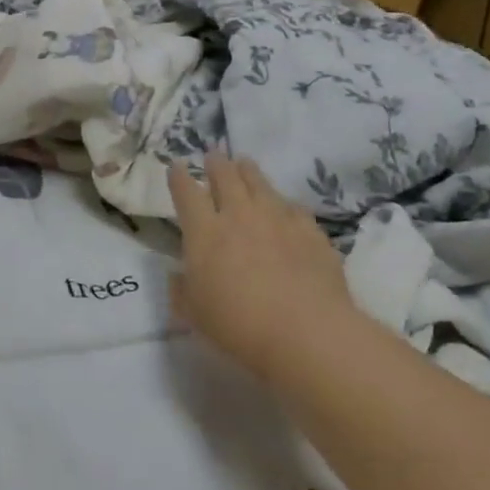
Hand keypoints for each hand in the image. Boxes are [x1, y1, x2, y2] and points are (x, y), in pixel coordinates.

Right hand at [168, 151, 353, 377]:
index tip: (177, 166)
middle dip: (217, 164)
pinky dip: (285, 205)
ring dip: (249, 171)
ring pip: (260, 184)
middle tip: (214, 156)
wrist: (307, 333)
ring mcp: (278, 220)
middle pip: (226, 177)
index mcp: (204, 232)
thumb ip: (182, 291)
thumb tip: (178, 276)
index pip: (186, 193)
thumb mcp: (194, 315)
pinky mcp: (311, 233)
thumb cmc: (239, 325)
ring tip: (245, 164)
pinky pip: (294, 209)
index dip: (180, 177)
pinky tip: (286, 209)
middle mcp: (239, 216)